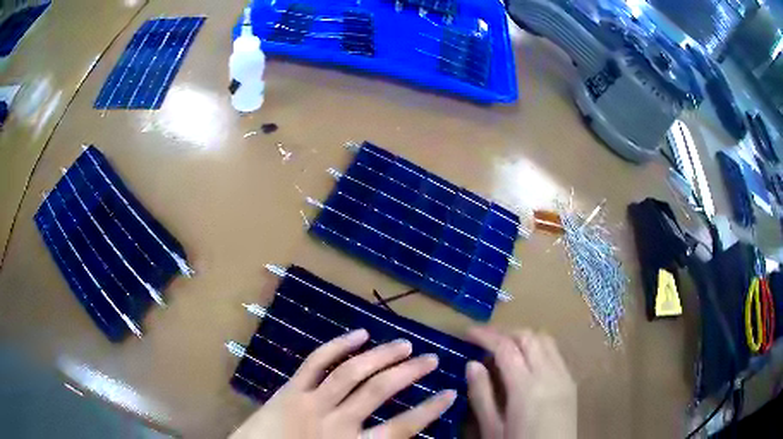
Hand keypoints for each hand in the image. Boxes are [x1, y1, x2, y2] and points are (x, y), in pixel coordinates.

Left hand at [229, 329, 456, 438]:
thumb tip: (401, 436)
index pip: (402, 427)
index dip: (429, 410)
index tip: (450, 393)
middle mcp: (336, 422)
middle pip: (379, 391)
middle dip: (410, 373)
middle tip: (431, 358)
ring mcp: (311, 401)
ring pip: (352, 372)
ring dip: (381, 355)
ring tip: (405, 344)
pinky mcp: (290, 389)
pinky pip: (316, 362)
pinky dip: (338, 346)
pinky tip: (359, 334)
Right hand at [466, 327, 576, 438]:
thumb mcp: (492, 429)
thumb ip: (481, 395)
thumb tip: (472, 364)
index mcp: (526, 388)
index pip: (506, 348)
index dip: (486, 335)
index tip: (468, 332)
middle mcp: (549, 374)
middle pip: (528, 337)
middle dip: (504, 332)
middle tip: (484, 339)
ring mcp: (564, 376)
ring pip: (545, 340)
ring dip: (523, 337)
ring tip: (504, 347)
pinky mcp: (571, 382)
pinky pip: (555, 353)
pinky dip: (538, 347)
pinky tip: (526, 362)